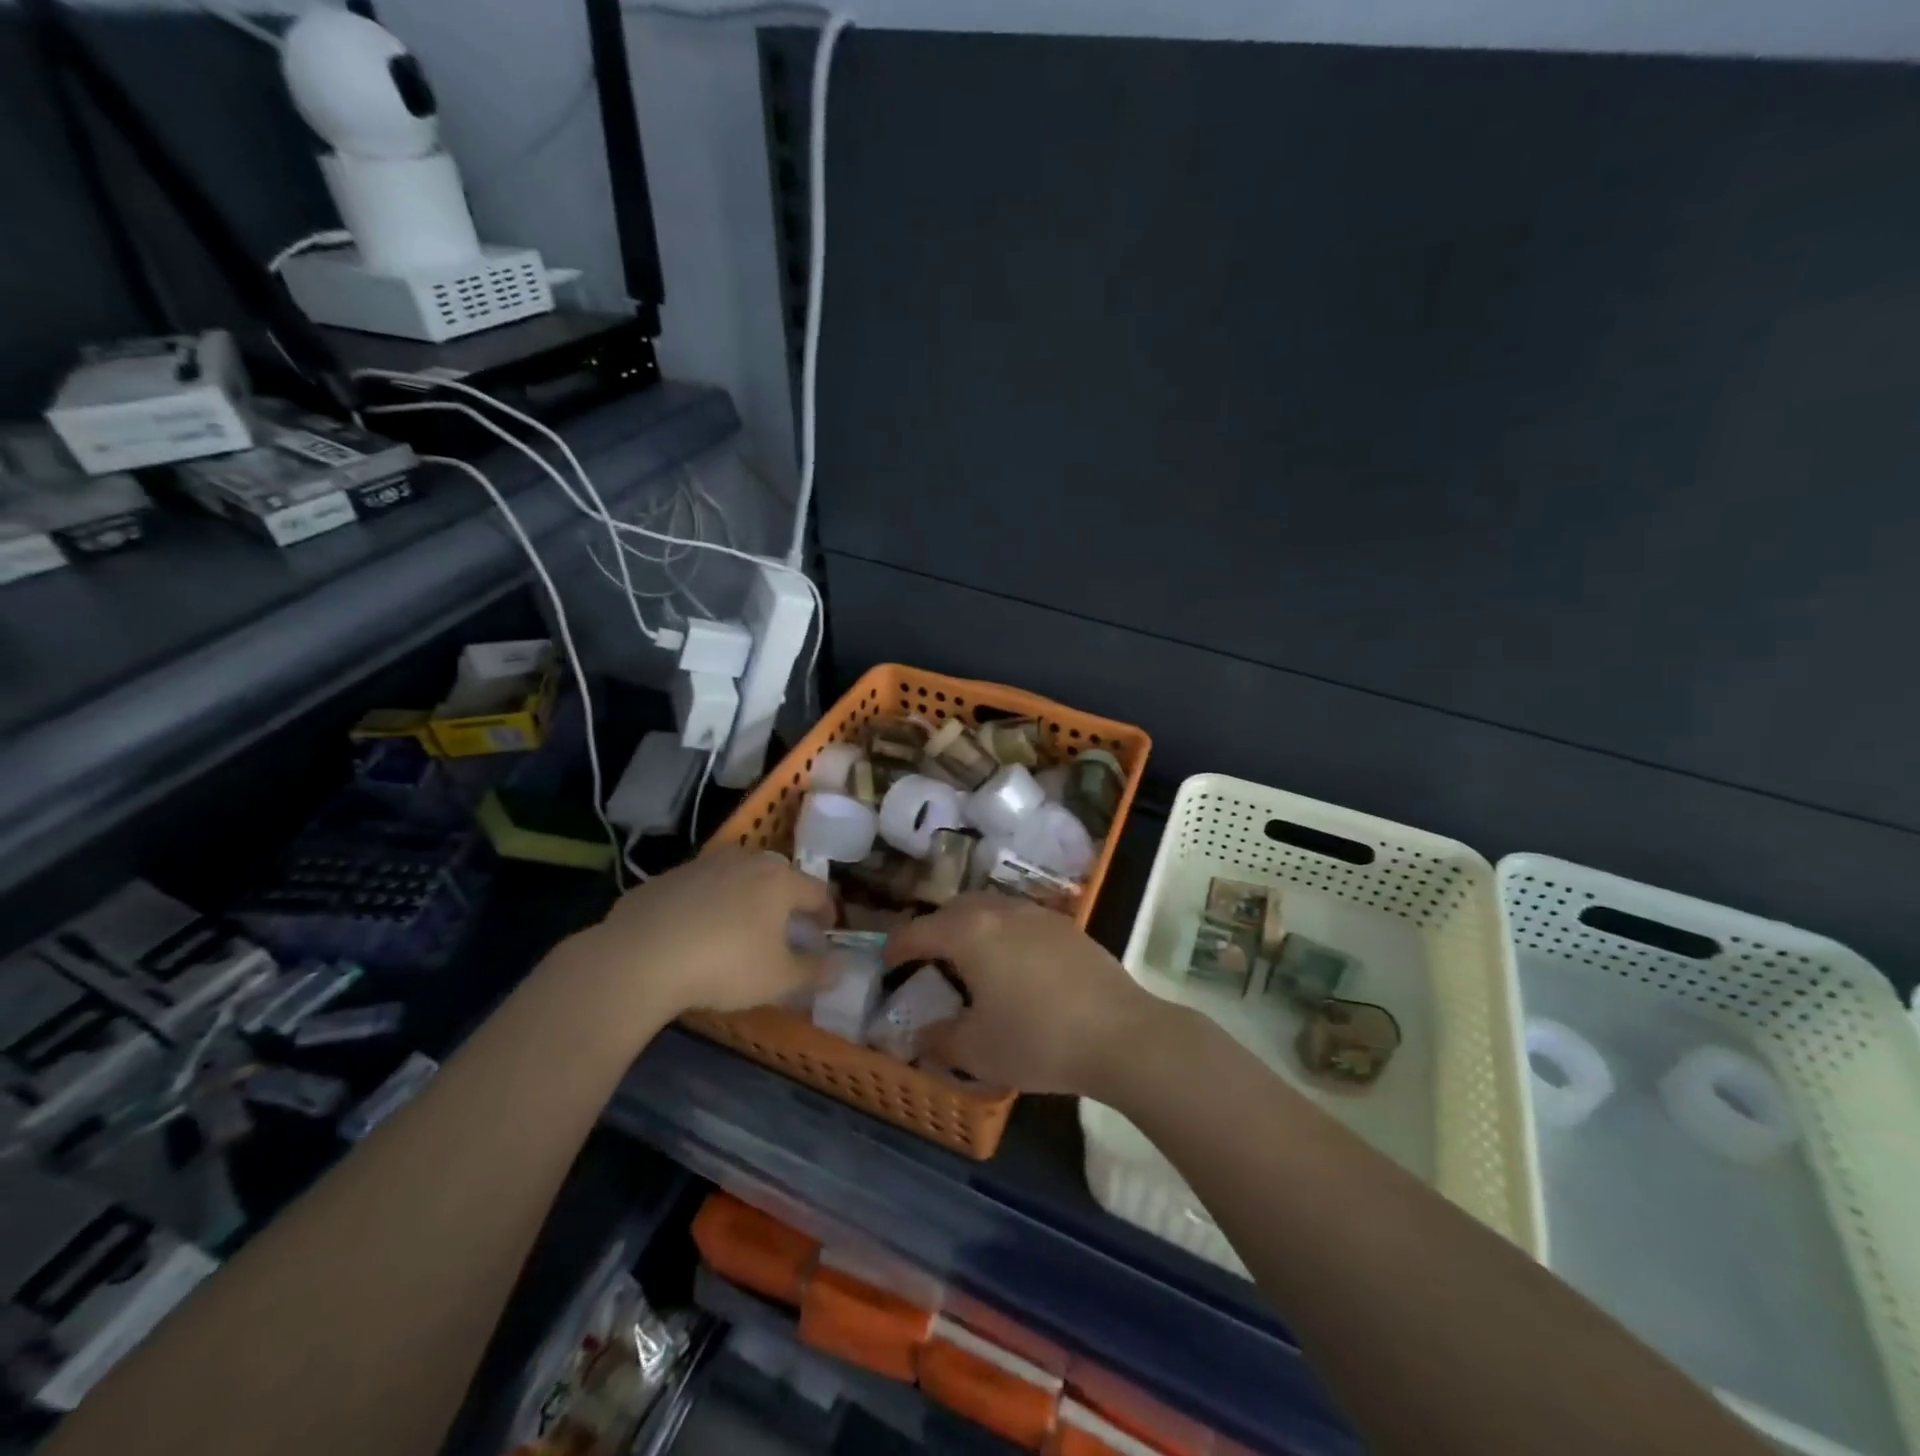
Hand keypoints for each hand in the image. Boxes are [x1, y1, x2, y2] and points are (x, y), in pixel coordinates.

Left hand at [572, 848, 835, 1017]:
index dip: (826, 912)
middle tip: (785, 929)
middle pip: (777, 877)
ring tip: (740, 928)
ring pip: (736, 877)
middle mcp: (745, 861)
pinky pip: (700, 889)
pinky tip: (695, 932)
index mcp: (779, 880)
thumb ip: (815, 971)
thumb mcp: (778, 979)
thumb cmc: (725, 965)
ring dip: (745, 898)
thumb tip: (842, 965)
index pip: (817, 890)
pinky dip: (707, 904)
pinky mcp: (666, 877)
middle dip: (786, 901)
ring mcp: (703, 865)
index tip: (826, 931)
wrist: (640, 957)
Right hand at [882, 894, 1164, 1094]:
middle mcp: (1000, 911)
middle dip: (933, 929)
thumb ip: (939, 1040)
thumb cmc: (1038, 1039)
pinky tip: (1012, 963)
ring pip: (989, 907)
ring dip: (969, 926)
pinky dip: (1001, 932)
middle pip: (954, 909)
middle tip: (925, 958)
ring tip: (968, 958)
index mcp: (970, 933)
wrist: (1120, 1034)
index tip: (886, 963)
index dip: (897, 947)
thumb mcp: (977, 1051)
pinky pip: (1019, 919)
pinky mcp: (1066, 926)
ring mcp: (1037, 915)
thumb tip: (919, 1036)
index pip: (919, 931)